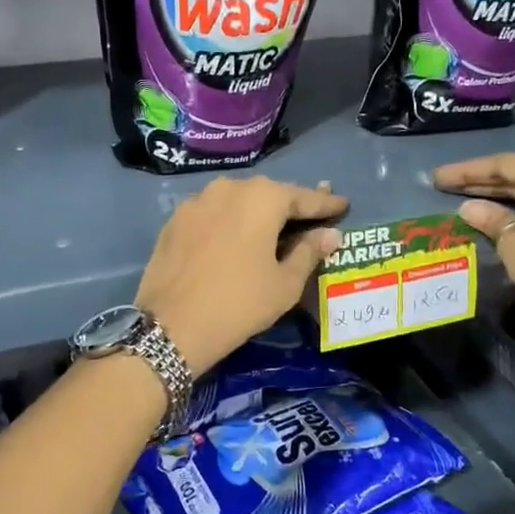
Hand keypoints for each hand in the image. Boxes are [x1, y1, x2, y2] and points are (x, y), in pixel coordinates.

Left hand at [136, 176, 347, 372]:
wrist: (170, 326)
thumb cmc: (240, 303)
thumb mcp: (285, 283)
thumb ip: (309, 252)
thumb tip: (330, 234)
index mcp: (261, 198)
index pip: (303, 197)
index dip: (326, 204)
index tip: (344, 205)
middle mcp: (228, 188)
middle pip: (269, 195)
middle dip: (290, 207)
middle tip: (310, 220)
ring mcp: (196, 202)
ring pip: (237, 202)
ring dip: (257, 214)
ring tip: (273, 231)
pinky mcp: (174, 221)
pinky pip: (213, 215)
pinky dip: (229, 223)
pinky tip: (235, 241)